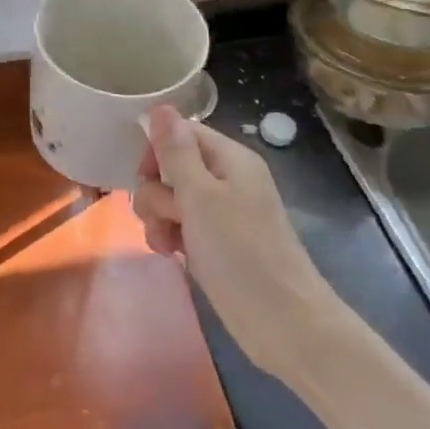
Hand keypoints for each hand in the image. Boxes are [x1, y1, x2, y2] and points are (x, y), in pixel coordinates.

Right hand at [132, 105, 341, 379]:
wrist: (283, 323)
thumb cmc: (240, 252)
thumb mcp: (200, 196)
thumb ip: (176, 152)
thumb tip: (160, 106)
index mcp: (230, 159)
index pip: (181, 133)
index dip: (157, 150)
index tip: (146, 176)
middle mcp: (226, 180)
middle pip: (172, 167)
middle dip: (156, 191)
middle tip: (166, 215)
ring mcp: (221, 214)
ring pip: (170, 199)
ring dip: (159, 217)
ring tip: (168, 242)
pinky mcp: (215, 244)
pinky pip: (180, 227)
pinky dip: (170, 237)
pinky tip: (172, 255)